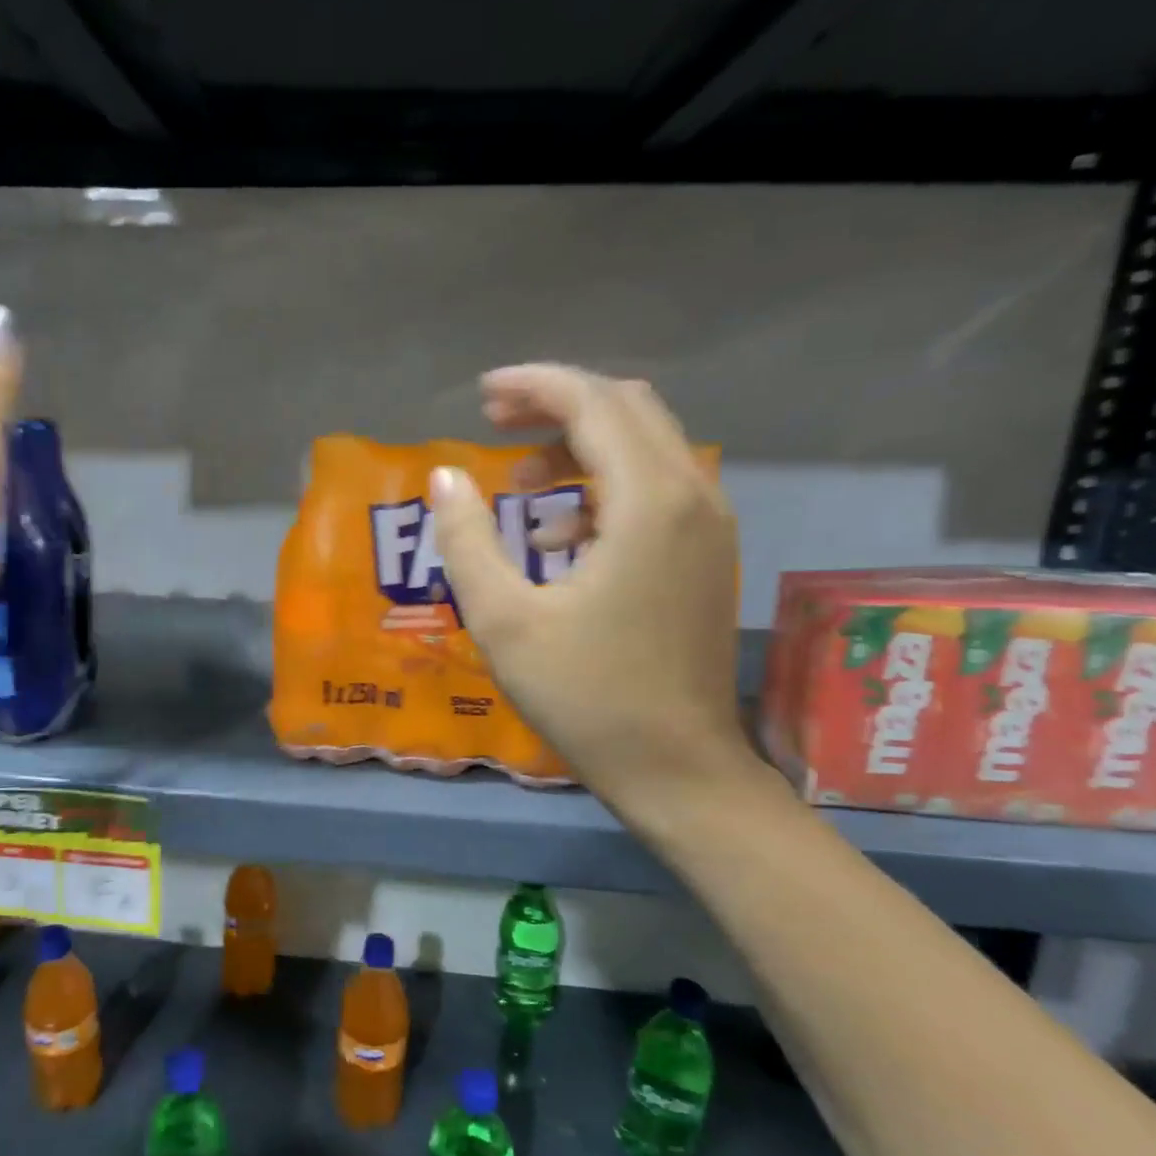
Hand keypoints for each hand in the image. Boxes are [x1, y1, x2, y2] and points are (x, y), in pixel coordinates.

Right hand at [430, 364, 753, 814]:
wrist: (677, 769)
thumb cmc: (586, 696)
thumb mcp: (504, 619)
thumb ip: (467, 540)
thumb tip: (446, 477)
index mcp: (648, 503)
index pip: (594, 404)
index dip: (535, 386)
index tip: (482, 394)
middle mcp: (693, 496)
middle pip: (627, 410)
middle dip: (558, 405)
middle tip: (496, 423)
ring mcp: (710, 526)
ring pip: (646, 446)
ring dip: (581, 447)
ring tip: (521, 487)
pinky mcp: (708, 555)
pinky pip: (656, 487)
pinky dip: (604, 487)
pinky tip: (560, 538)